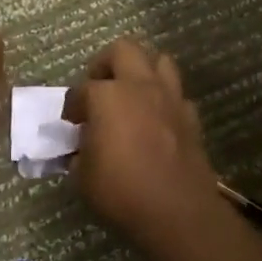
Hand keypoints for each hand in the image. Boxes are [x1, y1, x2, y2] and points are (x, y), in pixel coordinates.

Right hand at [63, 39, 221, 245]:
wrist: (177, 210)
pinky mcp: (191, 115)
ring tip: (131, 94)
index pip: (81, 90)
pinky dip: (164, 100)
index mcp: (107, 95)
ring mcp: (170, 97)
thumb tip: (82, 146)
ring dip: (142, 71)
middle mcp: (140, 86)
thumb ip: (79, 153)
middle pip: (123, 50)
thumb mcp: (83, 176)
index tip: (70, 121)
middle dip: (106, 64)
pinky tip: (156, 120)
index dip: (72, 106)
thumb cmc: (121, 190)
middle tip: (98, 86)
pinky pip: (176, 94)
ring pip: (158, 61)